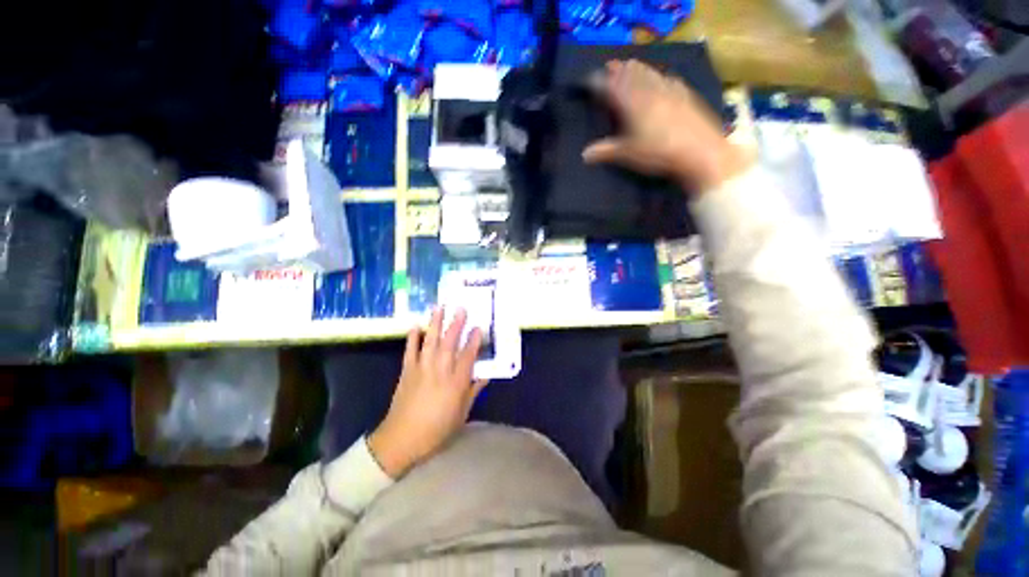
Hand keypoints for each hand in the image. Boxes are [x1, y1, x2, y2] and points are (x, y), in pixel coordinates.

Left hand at [368, 307, 486, 477]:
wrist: (401, 440)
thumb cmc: (436, 430)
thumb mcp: (461, 414)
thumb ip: (473, 391)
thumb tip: (484, 376)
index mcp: (456, 383)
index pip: (468, 356)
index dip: (474, 340)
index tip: (479, 327)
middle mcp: (440, 371)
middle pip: (450, 343)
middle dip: (456, 324)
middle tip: (460, 308)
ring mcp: (422, 369)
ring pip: (431, 341)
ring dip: (435, 324)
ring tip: (439, 308)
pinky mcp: (407, 371)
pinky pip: (410, 351)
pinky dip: (413, 338)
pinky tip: (415, 326)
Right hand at [582, 59, 752, 191]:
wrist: (699, 151)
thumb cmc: (657, 152)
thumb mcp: (627, 154)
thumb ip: (605, 151)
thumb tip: (584, 154)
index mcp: (631, 102)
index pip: (611, 86)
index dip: (598, 82)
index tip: (589, 81)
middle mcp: (649, 90)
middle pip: (631, 74)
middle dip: (619, 70)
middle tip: (610, 67)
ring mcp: (669, 89)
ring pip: (649, 73)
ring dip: (638, 69)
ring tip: (631, 65)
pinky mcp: (685, 94)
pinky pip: (668, 79)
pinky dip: (659, 76)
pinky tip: (662, 77)